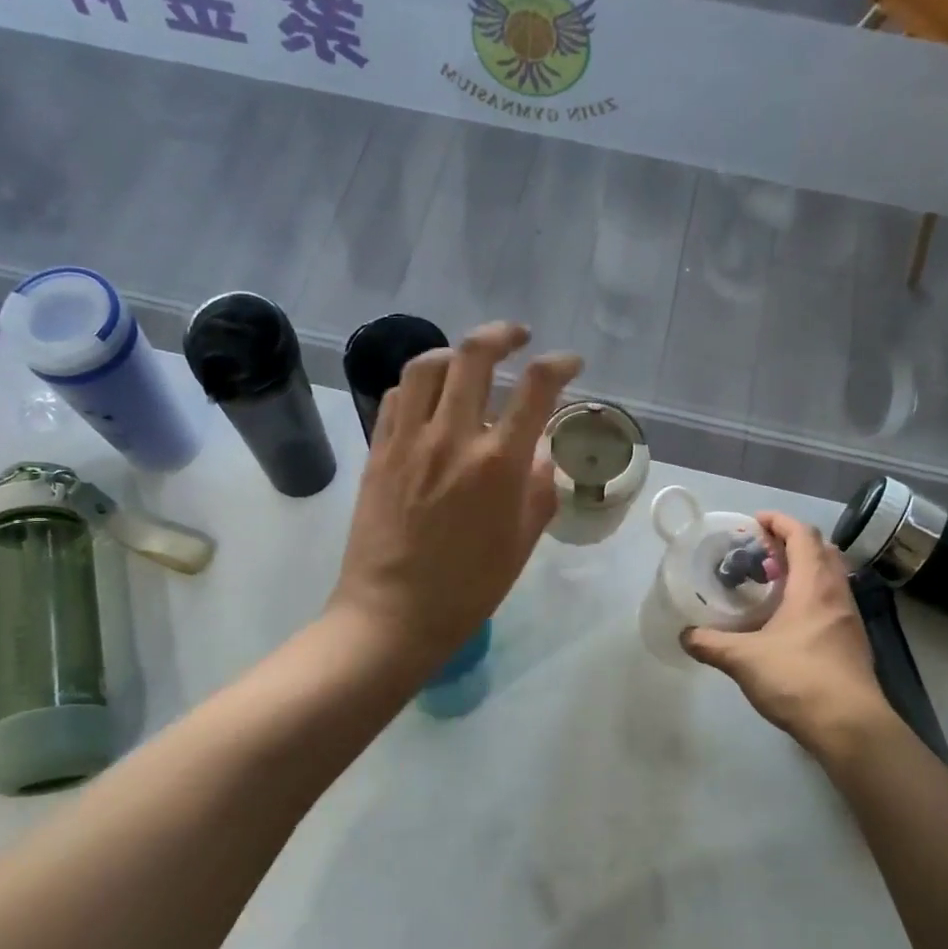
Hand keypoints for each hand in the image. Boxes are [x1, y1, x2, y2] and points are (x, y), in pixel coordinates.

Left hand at [330, 322, 581, 667]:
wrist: (392, 614)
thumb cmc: (467, 589)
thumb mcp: (521, 544)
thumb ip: (539, 491)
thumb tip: (542, 455)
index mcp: (497, 464)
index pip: (535, 388)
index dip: (559, 364)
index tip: (569, 362)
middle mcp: (451, 438)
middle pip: (474, 356)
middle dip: (502, 334)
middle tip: (517, 337)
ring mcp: (408, 441)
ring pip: (426, 366)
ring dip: (454, 352)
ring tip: (468, 361)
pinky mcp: (377, 452)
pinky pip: (396, 398)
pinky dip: (418, 385)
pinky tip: (430, 399)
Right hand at [681, 512, 896, 757]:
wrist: (849, 726)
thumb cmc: (798, 679)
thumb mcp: (743, 659)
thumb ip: (710, 644)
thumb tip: (684, 636)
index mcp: (814, 585)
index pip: (803, 535)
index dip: (780, 522)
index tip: (756, 521)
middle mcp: (837, 594)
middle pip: (822, 551)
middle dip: (792, 543)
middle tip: (761, 552)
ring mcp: (849, 619)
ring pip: (830, 577)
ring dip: (803, 569)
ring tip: (771, 583)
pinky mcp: (852, 642)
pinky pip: (831, 601)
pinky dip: (810, 595)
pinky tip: (787, 619)